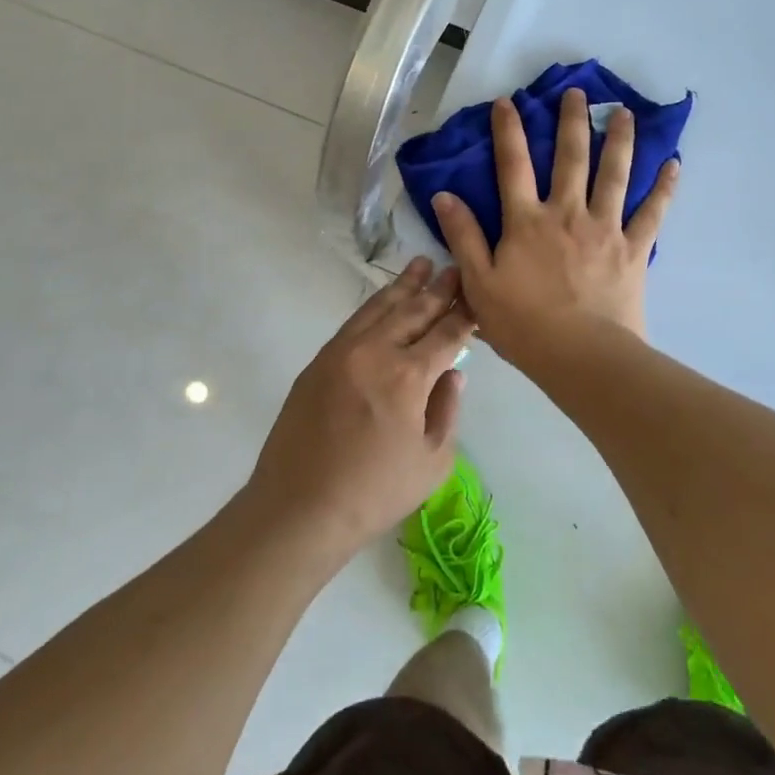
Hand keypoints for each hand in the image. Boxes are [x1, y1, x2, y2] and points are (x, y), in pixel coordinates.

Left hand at [245, 259, 473, 563]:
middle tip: (453, 268)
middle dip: (438, 289)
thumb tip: (453, 375)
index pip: (446, 333)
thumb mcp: (432, 462)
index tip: (476, 295)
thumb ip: (447, 411)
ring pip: (380, 308)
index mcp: (408, 377)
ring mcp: (342, 352)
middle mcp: (375, 352)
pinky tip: (384, 300)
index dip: (464, 314)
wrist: (298, 509)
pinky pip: (354, 322)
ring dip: (404, 285)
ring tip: (421, 264)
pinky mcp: (319, 361)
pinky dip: (374, 306)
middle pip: (414, 311)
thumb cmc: (374, 493)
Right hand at [433, 87, 678, 363]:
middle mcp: (567, 213)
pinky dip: (664, 188)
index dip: (509, 131)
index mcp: (527, 221)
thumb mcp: (479, 283)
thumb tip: (445, 195)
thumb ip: (463, 237)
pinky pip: (653, 213)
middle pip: (571, 158)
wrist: (582, 357)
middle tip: (578, 92)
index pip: (513, 165)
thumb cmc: (524, 324)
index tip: (509, 102)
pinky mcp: (634, 248)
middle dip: (572, 121)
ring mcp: (605, 228)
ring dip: (620, 140)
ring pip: (614, 174)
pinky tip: (674, 164)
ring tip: (625, 112)